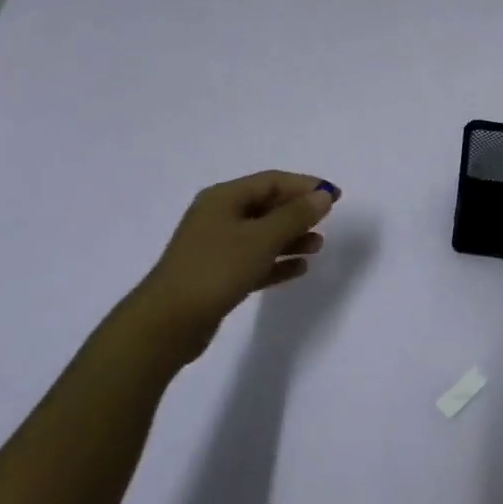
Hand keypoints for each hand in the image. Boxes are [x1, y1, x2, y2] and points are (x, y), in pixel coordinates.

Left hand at [126, 170, 339, 360]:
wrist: (168, 322)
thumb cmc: (216, 269)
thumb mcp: (262, 239)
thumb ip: (295, 216)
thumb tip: (322, 196)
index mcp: (224, 198)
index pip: (271, 181)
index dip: (304, 185)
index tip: (334, 196)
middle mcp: (218, 217)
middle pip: (266, 206)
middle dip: (298, 212)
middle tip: (328, 221)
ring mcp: (216, 247)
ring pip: (262, 235)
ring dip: (291, 238)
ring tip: (318, 247)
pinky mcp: (217, 276)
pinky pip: (254, 261)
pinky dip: (277, 262)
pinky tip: (299, 269)